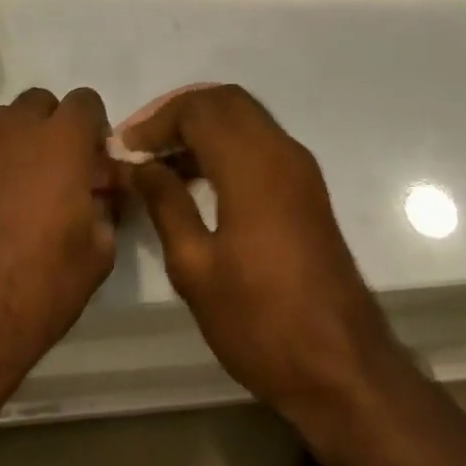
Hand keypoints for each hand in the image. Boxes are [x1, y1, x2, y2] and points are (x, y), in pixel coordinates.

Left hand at [0, 88, 123, 387]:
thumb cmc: (40, 284)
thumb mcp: (98, 252)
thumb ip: (105, 209)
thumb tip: (100, 196)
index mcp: (61, 140)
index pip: (86, 102)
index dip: (97, 129)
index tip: (99, 164)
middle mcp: (17, 131)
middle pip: (42, 102)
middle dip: (58, 126)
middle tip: (67, 170)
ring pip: (8, 120)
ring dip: (25, 138)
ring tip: (33, 184)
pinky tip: (5, 205)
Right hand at [120, 85, 397, 414]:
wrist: (341, 365)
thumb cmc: (260, 321)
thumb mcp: (196, 268)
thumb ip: (166, 203)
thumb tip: (140, 166)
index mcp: (252, 164)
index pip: (198, 109)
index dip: (156, 120)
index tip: (124, 149)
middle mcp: (280, 150)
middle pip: (225, 101)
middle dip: (180, 113)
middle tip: (143, 145)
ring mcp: (299, 167)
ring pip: (245, 117)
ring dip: (203, 127)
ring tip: (161, 163)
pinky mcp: (306, 188)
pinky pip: (260, 142)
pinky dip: (226, 144)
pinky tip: (197, 180)